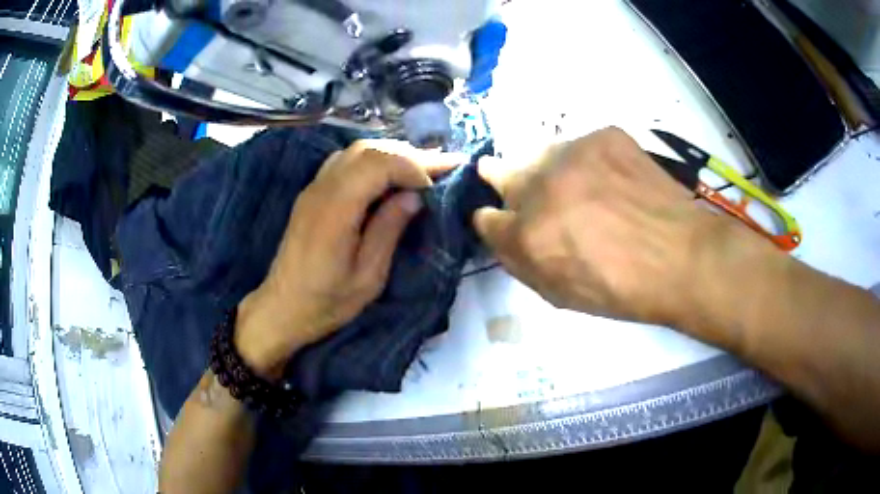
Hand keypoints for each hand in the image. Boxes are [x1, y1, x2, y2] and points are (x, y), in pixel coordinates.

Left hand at [236, 140, 456, 378]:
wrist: (281, 308)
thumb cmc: (326, 302)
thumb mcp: (368, 277)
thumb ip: (389, 230)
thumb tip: (414, 196)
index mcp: (336, 209)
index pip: (378, 164)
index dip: (413, 166)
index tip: (438, 184)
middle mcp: (322, 188)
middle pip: (369, 150)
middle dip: (409, 154)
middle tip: (443, 165)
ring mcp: (314, 188)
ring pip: (356, 151)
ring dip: (392, 154)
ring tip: (422, 167)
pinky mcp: (312, 194)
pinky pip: (345, 161)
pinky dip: (373, 160)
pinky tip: (390, 174)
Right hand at [473, 127, 745, 325]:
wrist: (682, 256)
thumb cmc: (622, 289)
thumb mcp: (560, 293)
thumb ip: (521, 260)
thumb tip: (501, 229)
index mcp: (527, 234)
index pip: (484, 216)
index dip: (493, 220)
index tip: (505, 221)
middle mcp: (541, 185)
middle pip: (501, 171)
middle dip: (508, 184)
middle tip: (533, 196)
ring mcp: (574, 152)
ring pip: (541, 154)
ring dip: (549, 171)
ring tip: (581, 189)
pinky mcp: (605, 135)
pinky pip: (581, 145)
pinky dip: (587, 162)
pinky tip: (612, 181)